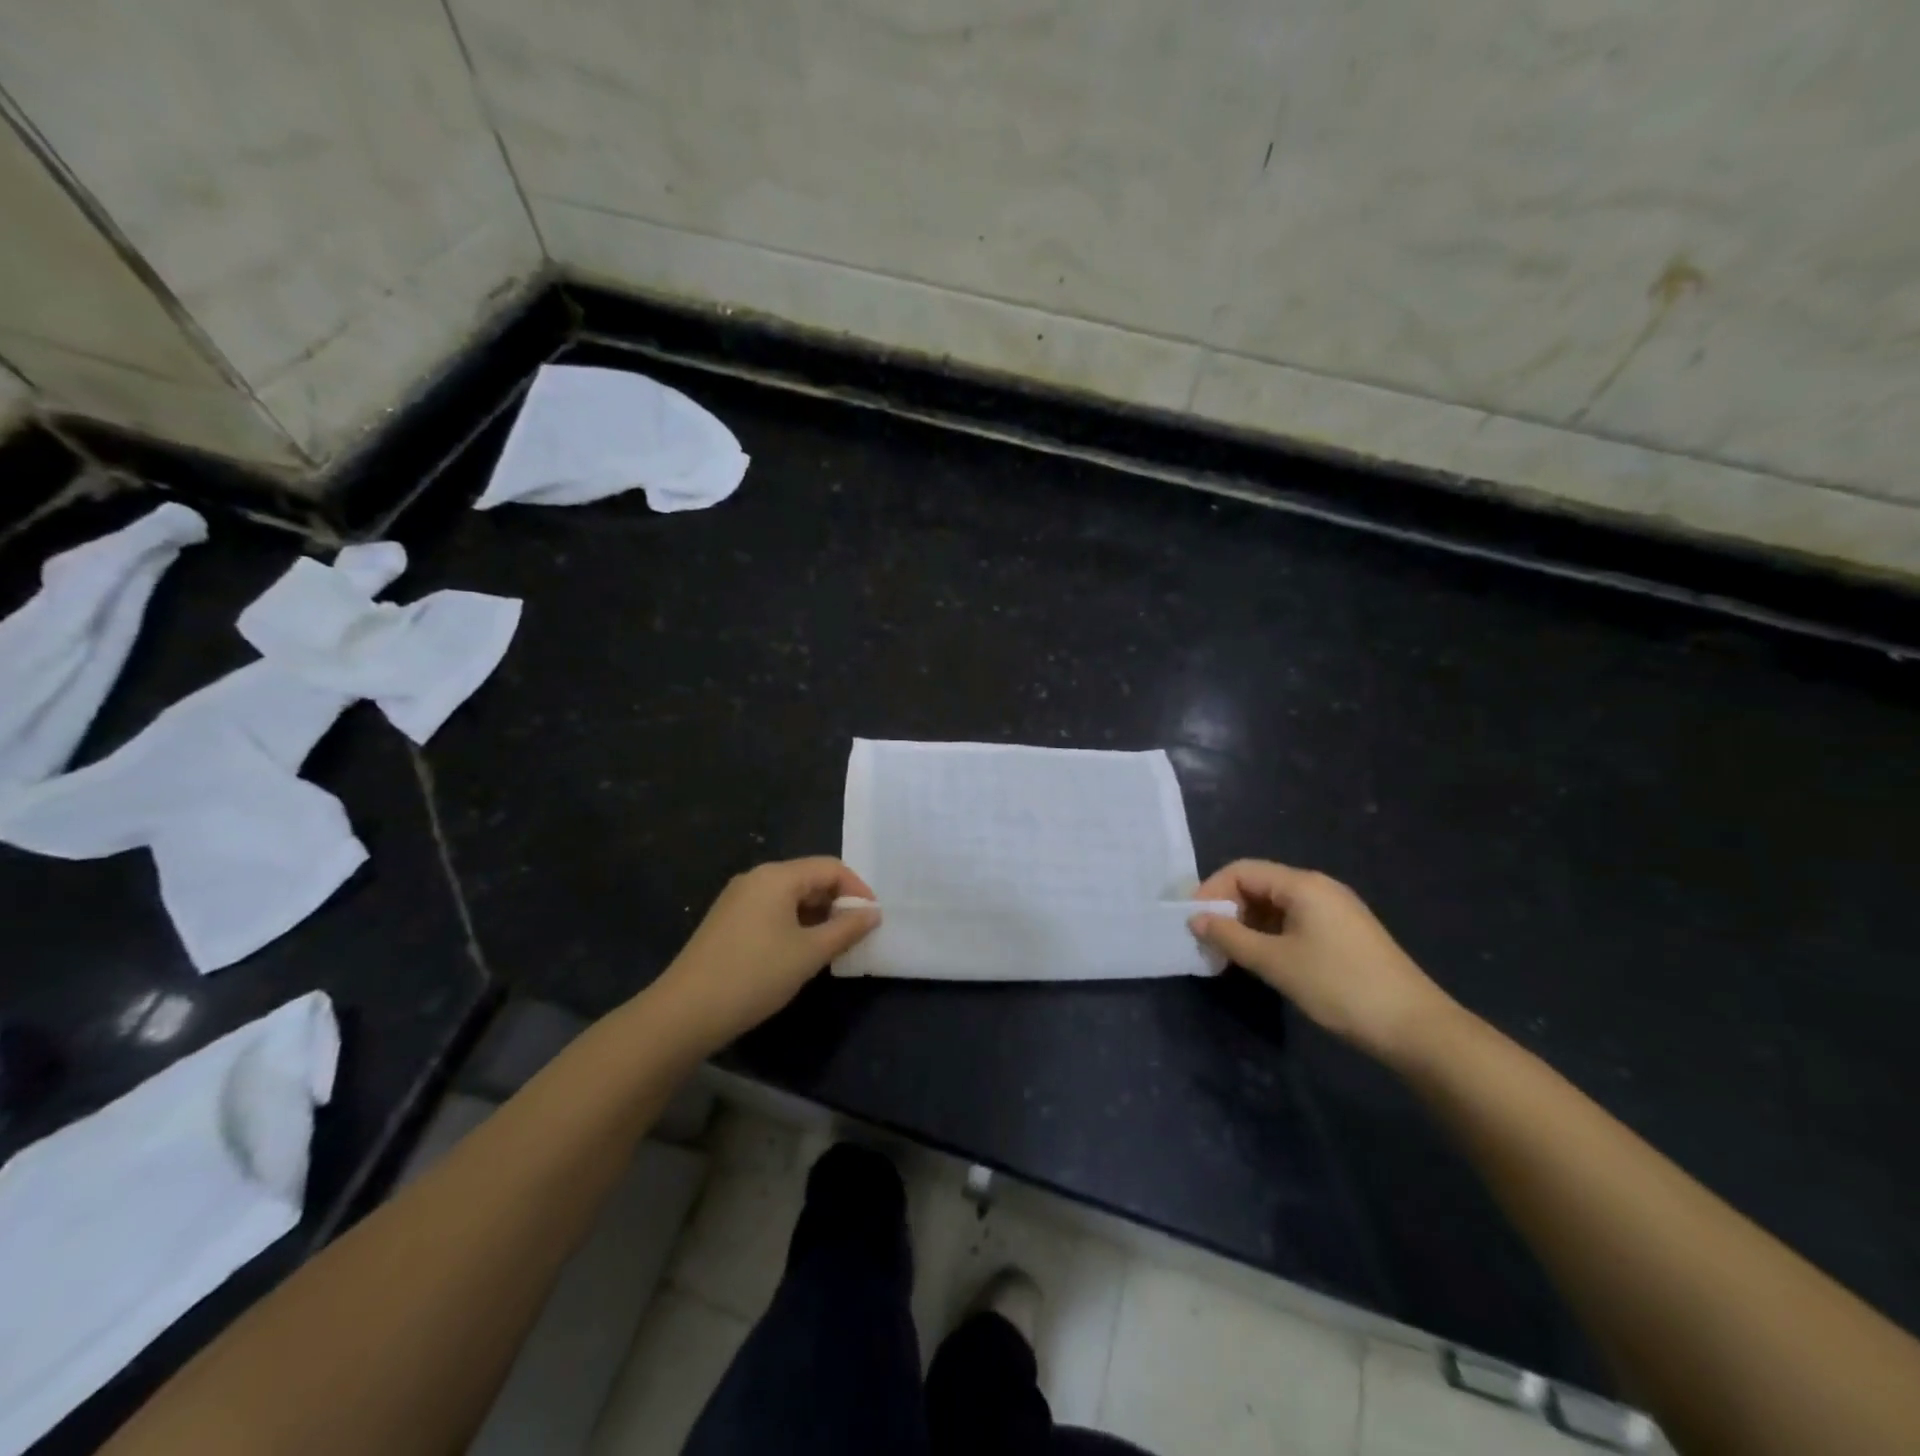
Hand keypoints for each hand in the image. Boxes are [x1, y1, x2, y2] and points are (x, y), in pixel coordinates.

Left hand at [654, 858, 880, 1048]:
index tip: (873, 919)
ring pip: (790, 896)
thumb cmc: (755, 975)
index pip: (830, 868)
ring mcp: (737, 899)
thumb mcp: (809, 953)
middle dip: (837, 902)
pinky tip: (798, 953)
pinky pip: (771, 910)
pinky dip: (793, 924)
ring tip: (832, 946)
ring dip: (816, 915)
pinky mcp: (727, 921)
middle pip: (809, 878)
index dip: (857, 890)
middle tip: (856, 934)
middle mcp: (756, 878)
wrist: (685, 1012)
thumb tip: (873, 913)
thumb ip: (846, 929)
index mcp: (777, 876)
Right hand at [1190, 860, 1456, 1062]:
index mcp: (1303, 884)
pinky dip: (1270, 933)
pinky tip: (1263, 959)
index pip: (1242, 870)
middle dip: (1228, 908)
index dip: (1212, 890)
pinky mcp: (1343, 932)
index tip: (1194, 923)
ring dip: (1248, 923)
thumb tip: (1195, 920)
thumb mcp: (1276, 963)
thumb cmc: (1339, 986)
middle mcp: (1318, 887)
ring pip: (1276, 904)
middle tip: (1209, 942)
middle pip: (1258, 883)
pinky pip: (1294, 920)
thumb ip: (1231, 937)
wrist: (1415, 1027)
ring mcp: (1334, 909)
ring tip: (1231, 954)